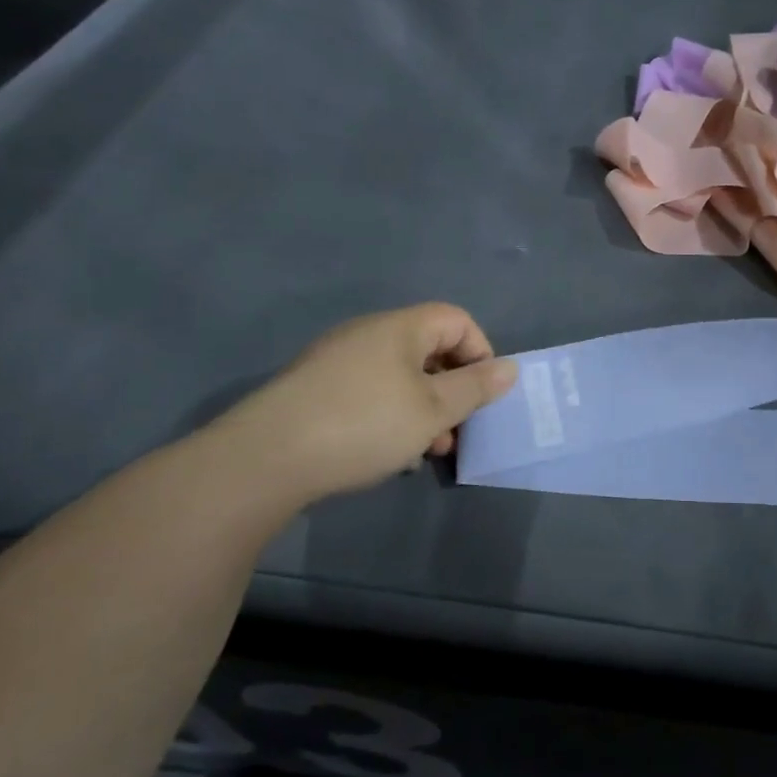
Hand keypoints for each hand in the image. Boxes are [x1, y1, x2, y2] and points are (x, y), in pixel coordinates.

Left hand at [219, 304, 517, 503]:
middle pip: (429, 349)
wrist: (266, 457)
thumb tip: (510, 368)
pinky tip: (386, 453)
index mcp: (400, 327)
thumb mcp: (432, 411)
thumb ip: (476, 388)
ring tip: (425, 451)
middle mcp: (368, 334)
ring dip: (423, 408)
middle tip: (456, 430)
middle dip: (452, 389)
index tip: (483, 395)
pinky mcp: (315, 388)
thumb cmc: (364, 424)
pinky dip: (390, 415)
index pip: (457, 320)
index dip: (480, 352)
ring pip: (399, 376)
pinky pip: (370, 391)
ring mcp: (337, 360)